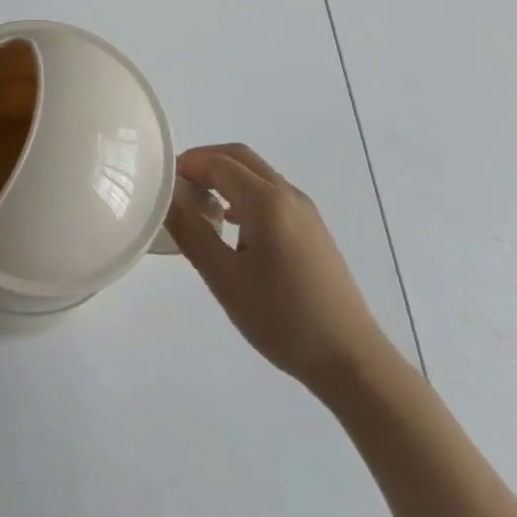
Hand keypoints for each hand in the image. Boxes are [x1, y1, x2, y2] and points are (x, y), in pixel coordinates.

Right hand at [166, 143, 383, 390]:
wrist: (351, 359)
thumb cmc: (283, 320)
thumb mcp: (226, 280)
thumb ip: (193, 233)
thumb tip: (169, 197)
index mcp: (266, 201)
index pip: (218, 162)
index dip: (188, 165)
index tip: (165, 184)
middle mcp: (288, 194)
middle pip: (239, 157)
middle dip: (205, 163)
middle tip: (179, 188)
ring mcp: (305, 210)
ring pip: (257, 174)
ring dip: (226, 178)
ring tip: (201, 209)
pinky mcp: (314, 229)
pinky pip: (272, 193)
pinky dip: (245, 194)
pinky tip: (234, 229)